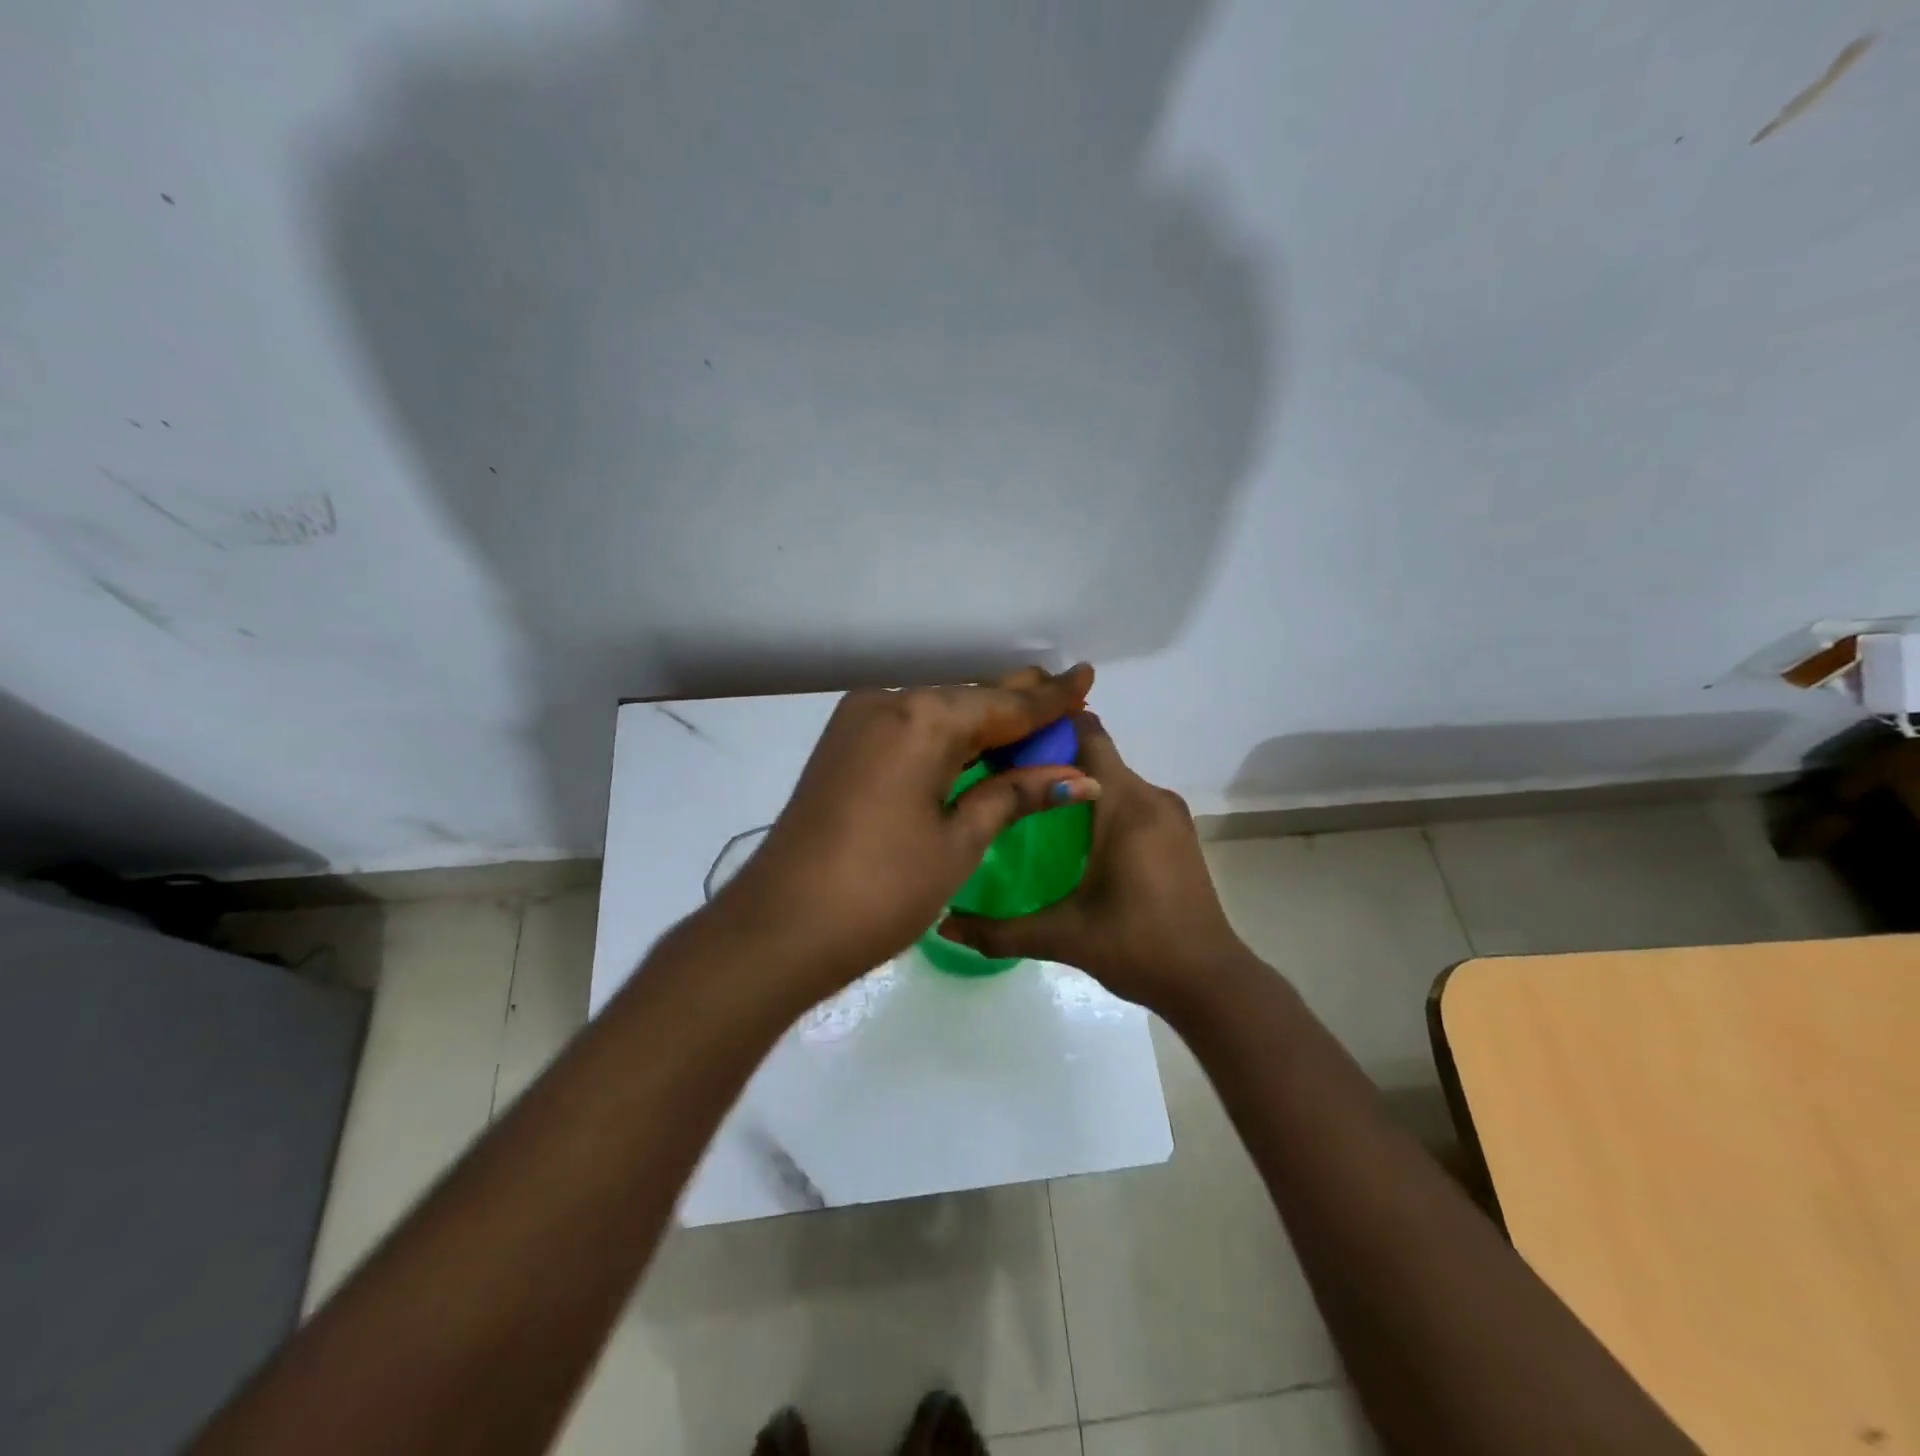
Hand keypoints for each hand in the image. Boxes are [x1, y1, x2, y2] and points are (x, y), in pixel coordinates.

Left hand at [717, 665, 1101, 990]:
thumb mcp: (959, 842)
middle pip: (967, 699)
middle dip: (1016, 702)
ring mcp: (858, 723)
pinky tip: (974, 744)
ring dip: (981, 720)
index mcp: (922, 720)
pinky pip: (908, 728)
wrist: (781, 927)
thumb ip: (1014, 795)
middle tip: (1065, 692)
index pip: (1002, 705)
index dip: (1049, 697)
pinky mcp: (842, 746)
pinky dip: (945, 736)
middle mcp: (887, 703)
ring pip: (936, 711)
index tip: (1086, 675)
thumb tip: (1077, 777)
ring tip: (1029, 718)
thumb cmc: (883, 889)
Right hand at [939, 712, 1250, 1017]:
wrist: (1210, 982)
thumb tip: (943, 923)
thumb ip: (1000, 930)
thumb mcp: (1063, 936)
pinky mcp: (1176, 833)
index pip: (1087, 736)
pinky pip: (1130, 799)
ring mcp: (1169, 814)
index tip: (1005, 733)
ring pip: (1113, 778)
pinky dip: (1099, 802)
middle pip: (1096, 755)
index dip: (1048, 726)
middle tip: (1003, 772)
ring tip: (1029, 800)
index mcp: (1126, 806)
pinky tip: (1070, 832)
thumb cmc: (1138, 947)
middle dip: (1053, 757)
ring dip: (1076, 782)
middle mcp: (1151, 797)